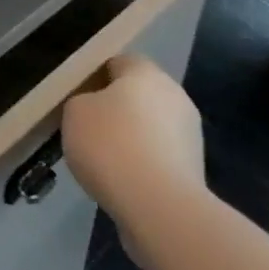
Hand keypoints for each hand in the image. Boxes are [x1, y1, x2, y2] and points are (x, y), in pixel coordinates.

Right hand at [61, 55, 206, 228]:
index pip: (118, 62)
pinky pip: (159, 157)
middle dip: (115, 109)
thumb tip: (92, 109)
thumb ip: (80, 101)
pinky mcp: (194, 170)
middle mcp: (174, 94)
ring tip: (103, 162)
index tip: (77, 98)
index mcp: (145, 71)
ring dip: (131, 139)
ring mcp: (189, 134)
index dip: (95, 77)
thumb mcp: (74, 112)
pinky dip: (143, 166)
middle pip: (137, 95)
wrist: (160, 207)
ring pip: (150, 127)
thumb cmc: (111, 145)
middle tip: (87, 129)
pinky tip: (123, 182)